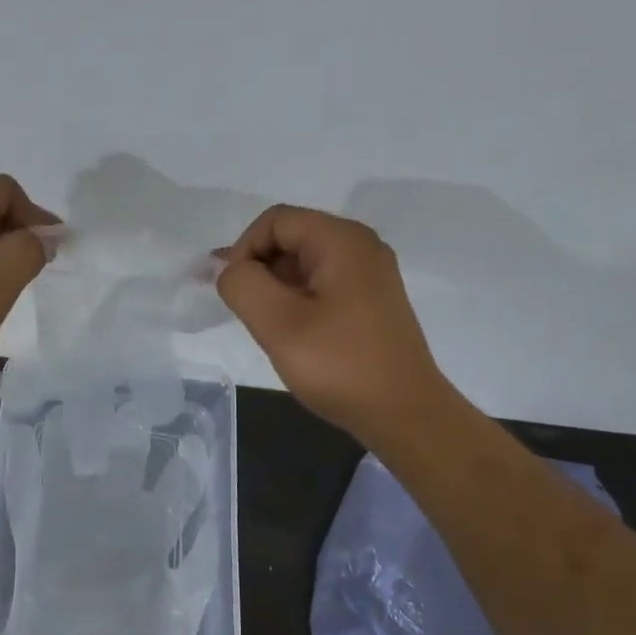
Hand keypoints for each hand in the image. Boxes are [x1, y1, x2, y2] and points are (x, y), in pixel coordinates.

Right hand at [217, 205, 450, 445]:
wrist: (404, 413)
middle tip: (246, 313)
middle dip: (259, 268)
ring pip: (304, 262)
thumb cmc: (339, 365)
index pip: (275, 220)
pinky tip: (292, 333)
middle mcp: (361, 246)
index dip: (244, 249)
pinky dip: (297, 298)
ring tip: (268, 327)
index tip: (236, 292)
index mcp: (342, 240)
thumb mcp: (278, 324)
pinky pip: (322, 282)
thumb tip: (231, 270)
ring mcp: (370, 273)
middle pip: (291, 237)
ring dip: (276, 287)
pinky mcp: (371, 300)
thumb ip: (243, 285)